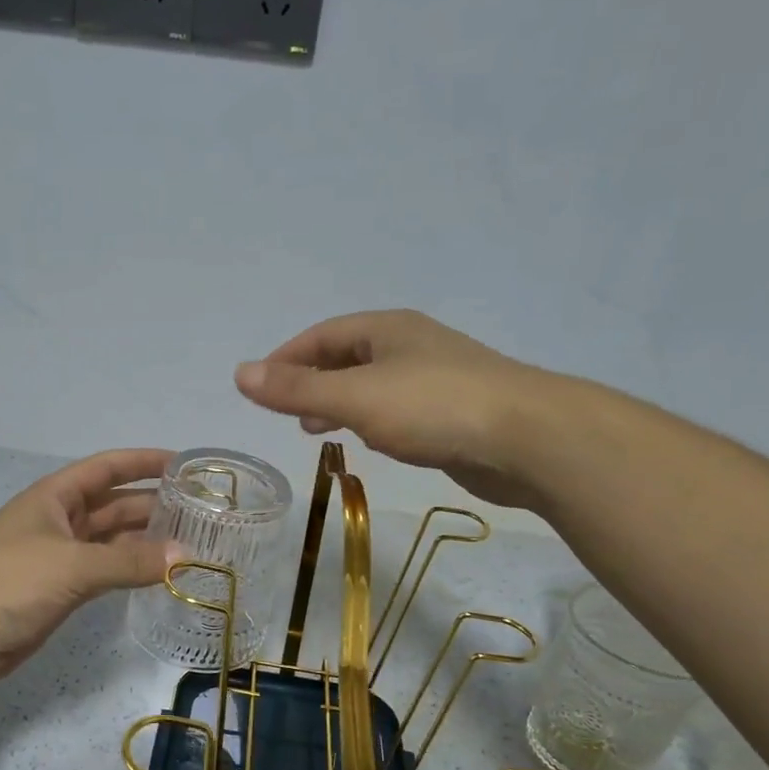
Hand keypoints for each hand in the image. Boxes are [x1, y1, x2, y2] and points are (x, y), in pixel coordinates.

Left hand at [0, 449, 178, 693]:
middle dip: (153, 506)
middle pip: (114, 504)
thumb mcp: (72, 564)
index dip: (144, 462)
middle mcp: (60, 520)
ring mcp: (59, 557)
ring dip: (146, 541)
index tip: (186, 465)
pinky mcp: (58, 591)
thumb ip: (129, 560)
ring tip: (193, 544)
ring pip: (111, 541)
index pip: (108, 468)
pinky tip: (159, 575)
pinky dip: (130, 571)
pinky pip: (104, 572)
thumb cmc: (6, 581)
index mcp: (56, 496)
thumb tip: (185, 555)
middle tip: (202, 514)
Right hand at [235, 309, 553, 508]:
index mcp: (387, 329)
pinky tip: (372, 440)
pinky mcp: (455, 411)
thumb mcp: (355, 397)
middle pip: (347, 357)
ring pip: (374, 385)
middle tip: (287, 412)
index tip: (261, 386)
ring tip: (318, 431)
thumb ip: (297, 389)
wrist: (528, 439)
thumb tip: (239, 373)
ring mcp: (437, 377)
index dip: (287, 357)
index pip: (322, 335)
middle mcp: (411, 345)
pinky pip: (399, 409)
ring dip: (341, 402)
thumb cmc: (434, 407)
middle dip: (313, 381)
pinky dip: (373, 420)